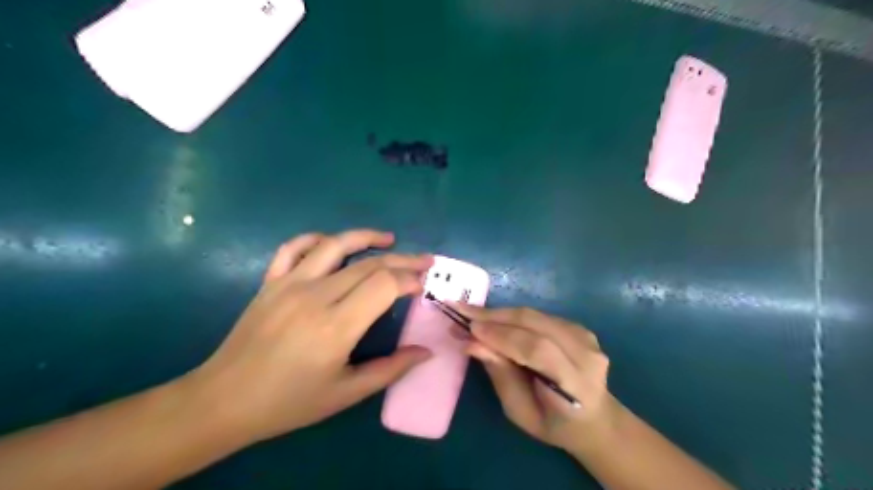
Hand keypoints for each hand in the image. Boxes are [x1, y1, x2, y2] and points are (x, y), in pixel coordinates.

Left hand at [191, 230, 435, 442]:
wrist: (224, 401)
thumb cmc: (289, 402)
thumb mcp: (346, 394)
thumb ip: (391, 370)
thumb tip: (426, 351)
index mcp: (336, 326)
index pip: (384, 285)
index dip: (410, 279)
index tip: (424, 284)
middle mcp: (315, 296)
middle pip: (369, 264)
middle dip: (402, 261)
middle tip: (424, 262)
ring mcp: (289, 284)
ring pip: (335, 245)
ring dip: (366, 237)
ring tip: (389, 239)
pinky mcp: (270, 282)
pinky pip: (294, 247)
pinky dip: (317, 238)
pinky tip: (332, 242)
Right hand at [457, 307, 612, 450]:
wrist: (593, 418)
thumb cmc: (553, 424)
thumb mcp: (520, 412)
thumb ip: (500, 375)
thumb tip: (472, 343)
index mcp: (576, 385)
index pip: (538, 350)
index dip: (502, 336)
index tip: (470, 328)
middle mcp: (585, 354)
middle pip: (536, 324)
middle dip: (495, 316)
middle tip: (461, 310)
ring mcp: (586, 337)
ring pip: (535, 315)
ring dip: (500, 313)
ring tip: (471, 313)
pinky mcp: (579, 327)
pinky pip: (539, 316)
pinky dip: (513, 316)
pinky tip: (493, 319)